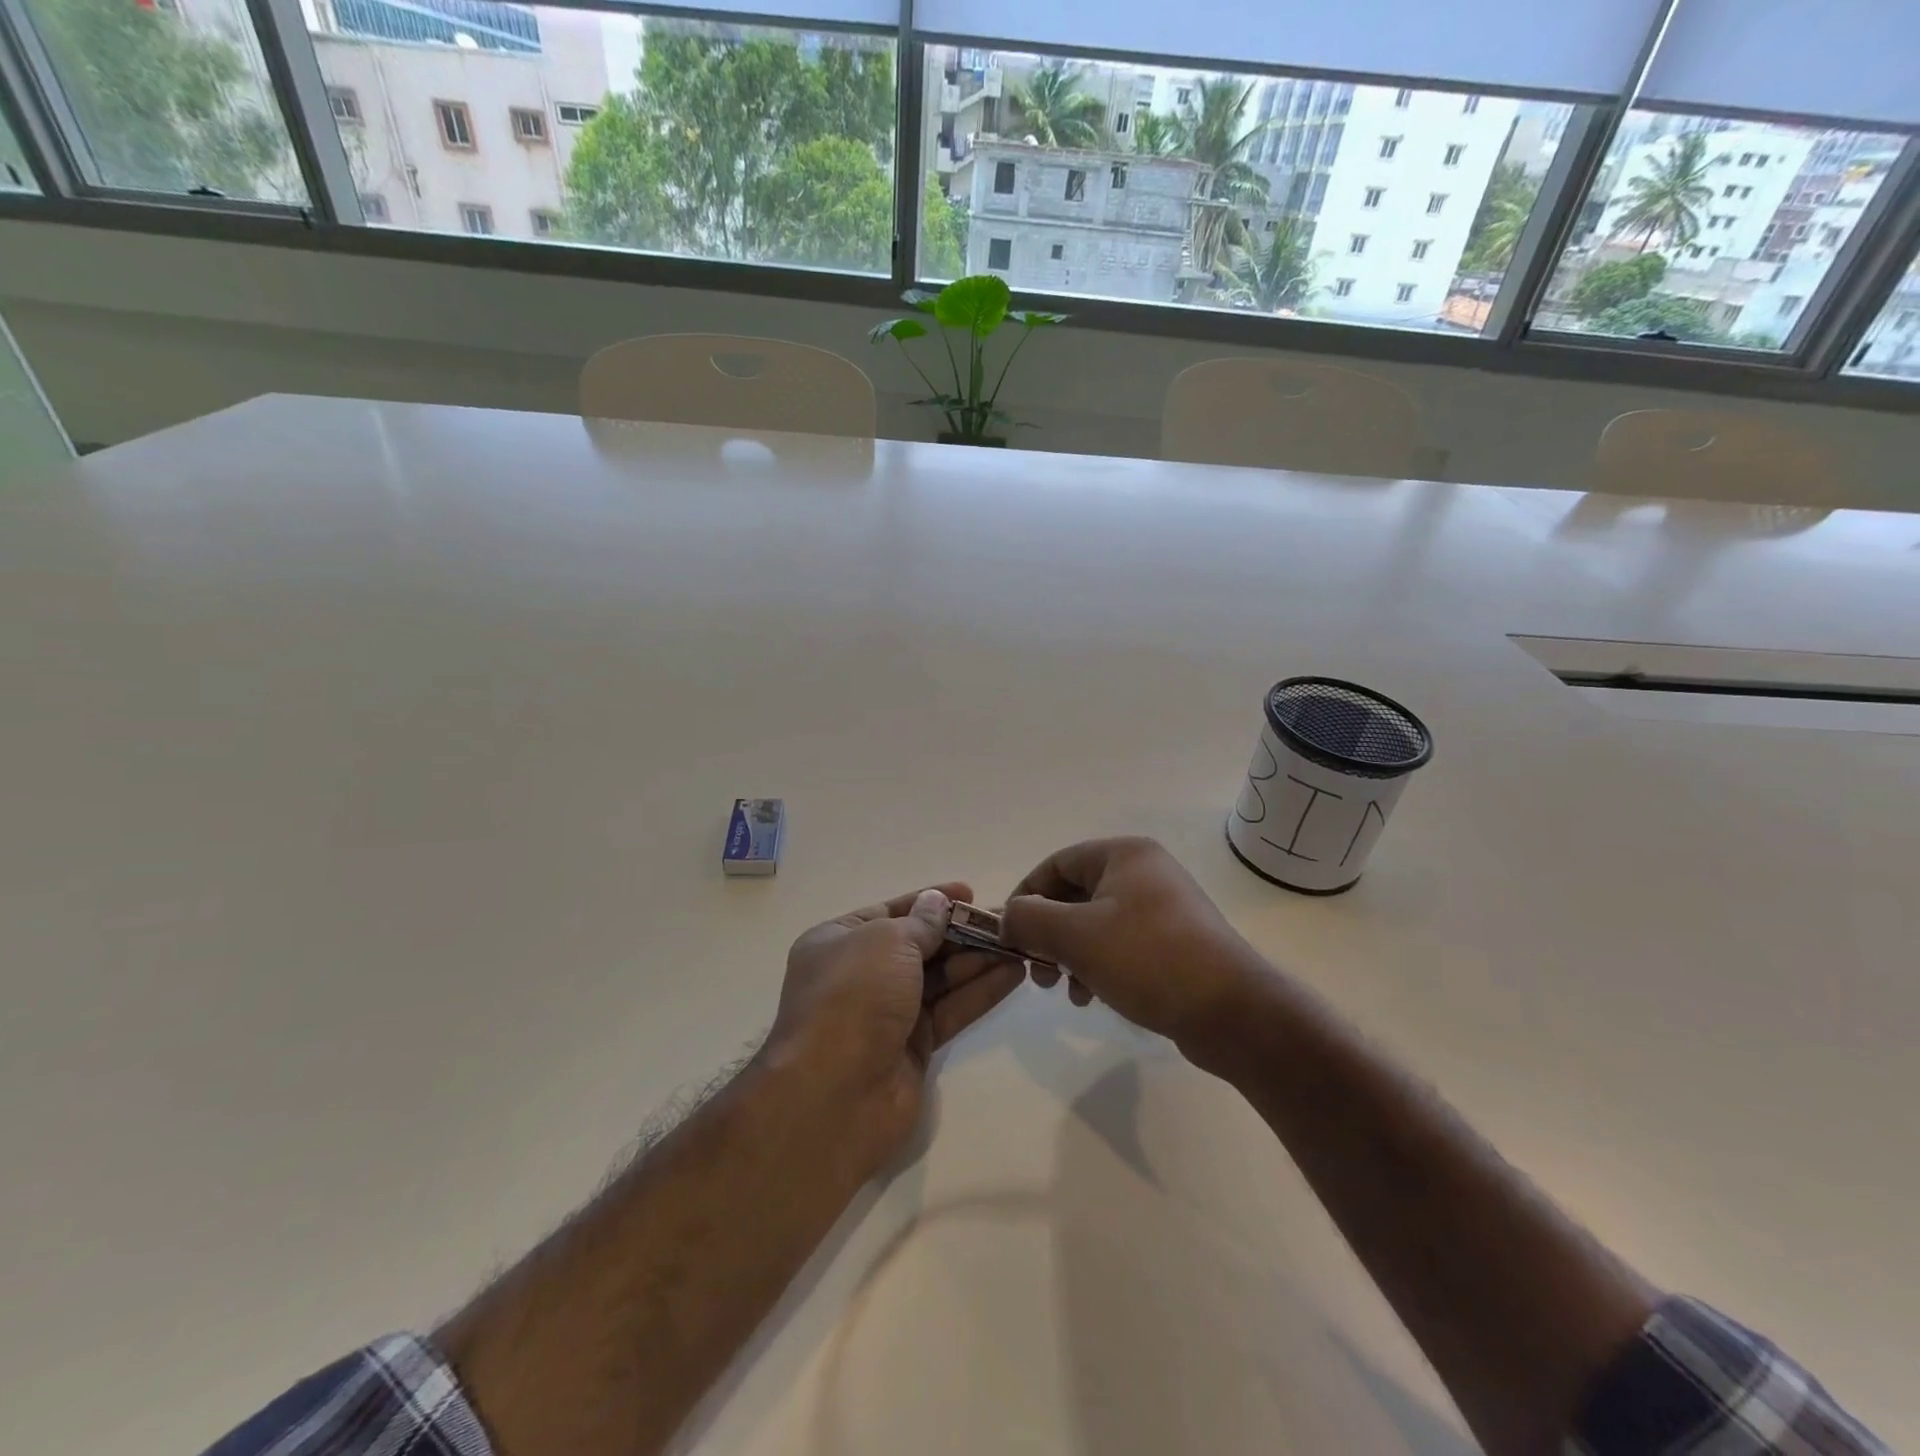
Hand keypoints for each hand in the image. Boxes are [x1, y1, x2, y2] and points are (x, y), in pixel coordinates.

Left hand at [765, 883, 1023, 1175]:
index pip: (890, 911)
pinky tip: (1013, 974)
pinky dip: (979, 992)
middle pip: (919, 945)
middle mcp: (860, 975)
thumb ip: (921, 922)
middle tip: (1007, 921)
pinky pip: (950, 1010)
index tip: (971, 893)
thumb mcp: (887, 941)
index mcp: (838, 941)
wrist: (835, 1095)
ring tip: (1019, 943)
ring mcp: (886, 1014)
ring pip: (939, 979)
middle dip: (961, 932)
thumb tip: (937, 903)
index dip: (930, 900)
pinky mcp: (911, 1048)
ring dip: (977, 960)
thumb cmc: (854, 997)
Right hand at [1002, 838, 1266, 1072]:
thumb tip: (1007, 918)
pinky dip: (1098, 966)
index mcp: (1124, 854)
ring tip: (1065, 990)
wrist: (1232, 1011)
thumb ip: (1030, 919)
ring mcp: (1164, 907)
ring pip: (1095, 924)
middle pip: (1075, 894)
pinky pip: (1121, 944)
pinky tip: (1093, 997)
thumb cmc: (1147, 959)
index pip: (1056, 864)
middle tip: (1037, 971)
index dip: (1026, 896)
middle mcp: (1145, 872)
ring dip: (1070, 954)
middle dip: (1048, 933)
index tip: (1009, 935)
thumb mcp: (1075, 936)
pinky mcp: (1175, 942)